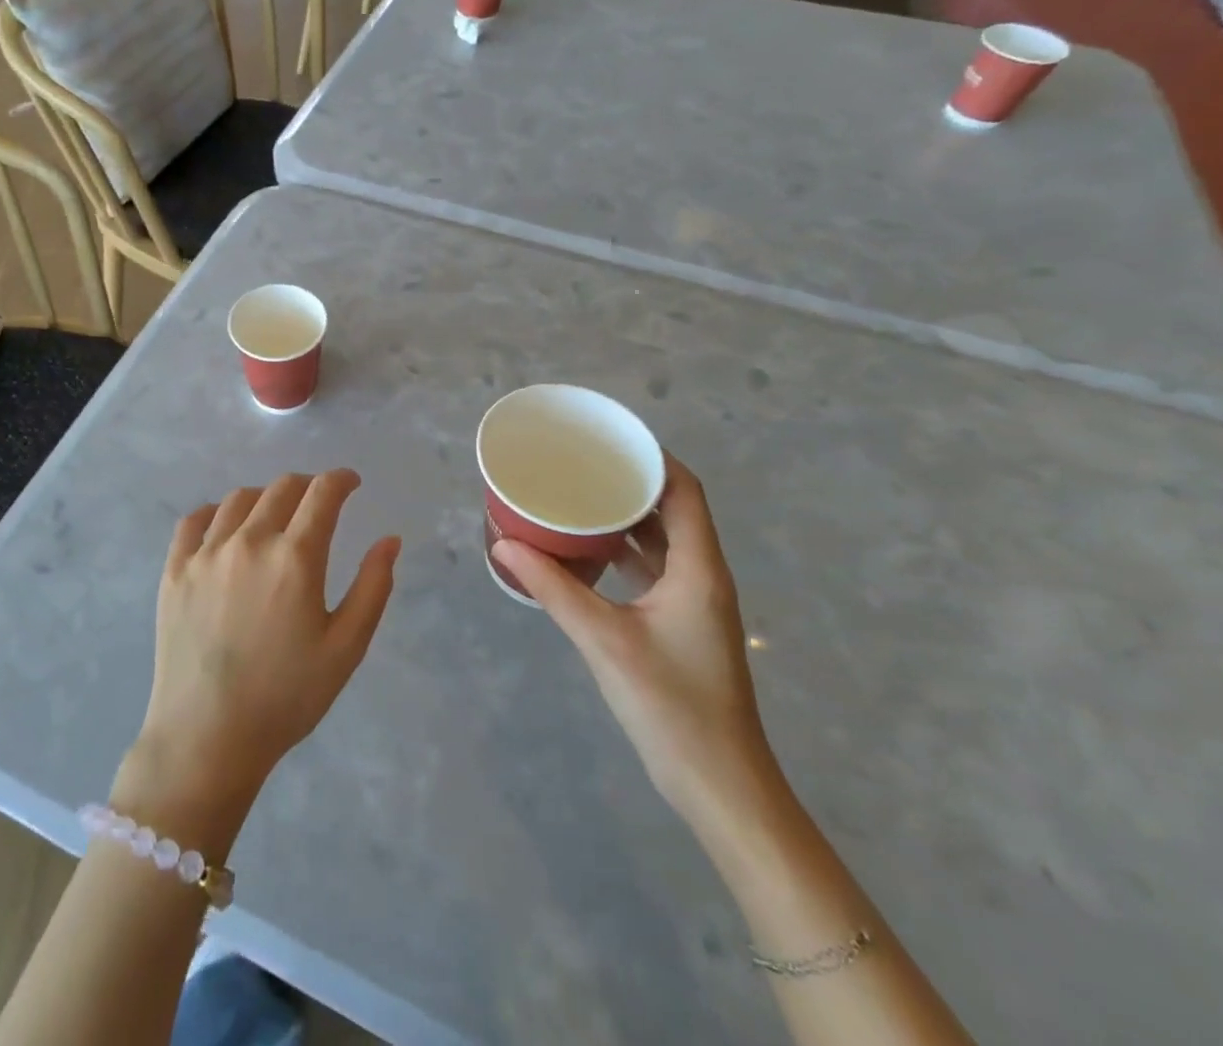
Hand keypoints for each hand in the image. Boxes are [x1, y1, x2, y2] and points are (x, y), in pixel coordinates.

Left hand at [116, 471, 400, 844]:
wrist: (207, 736)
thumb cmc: (286, 697)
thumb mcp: (346, 648)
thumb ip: (373, 587)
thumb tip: (389, 539)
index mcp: (295, 557)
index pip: (322, 494)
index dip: (341, 480)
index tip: (351, 482)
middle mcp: (249, 541)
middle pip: (281, 489)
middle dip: (307, 485)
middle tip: (318, 500)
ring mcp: (206, 553)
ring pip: (239, 499)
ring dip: (265, 497)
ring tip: (274, 513)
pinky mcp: (175, 570)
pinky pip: (194, 521)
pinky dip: (215, 512)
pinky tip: (224, 526)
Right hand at [492, 453, 778, 829]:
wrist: (720, 785)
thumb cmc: (672, 705)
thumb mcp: (604, 640)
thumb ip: (553, 589)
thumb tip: (502, 544)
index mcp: (698, 568)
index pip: (684, 490)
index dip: (651, 457)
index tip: (606, 438)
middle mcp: (702, 575)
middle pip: (672, 508)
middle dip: (629, 481)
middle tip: (579, 462)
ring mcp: (693, 601)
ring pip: (661, 539)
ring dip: (625, 516)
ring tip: (576, 494)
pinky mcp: (680, 622)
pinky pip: (652, 567)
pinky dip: (622, 550)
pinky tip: (584, 550)